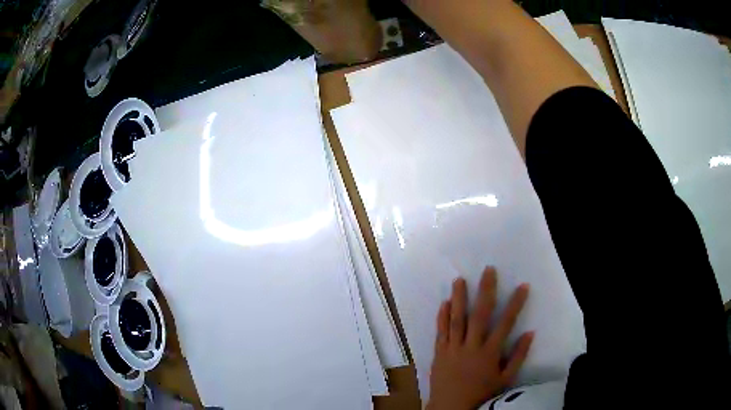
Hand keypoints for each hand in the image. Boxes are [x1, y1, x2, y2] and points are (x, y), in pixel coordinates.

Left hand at [426, 267, 532, 409]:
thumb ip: (518, 356)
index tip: (522, 286)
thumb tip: (530, 333)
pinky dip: (442, 317)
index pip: (505, 323)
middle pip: (479, 314)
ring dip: (458, 298)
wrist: (451, 407)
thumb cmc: (481, 394)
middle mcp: (470, 346)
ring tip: (459, 280)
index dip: (515, 304)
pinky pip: (440, 332)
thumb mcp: (505, 379)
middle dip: (485, 291)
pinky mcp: (439, 353)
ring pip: (456, 319)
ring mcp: (452, 348)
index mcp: (489, 353)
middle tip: (488, 270)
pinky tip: (443, 304)